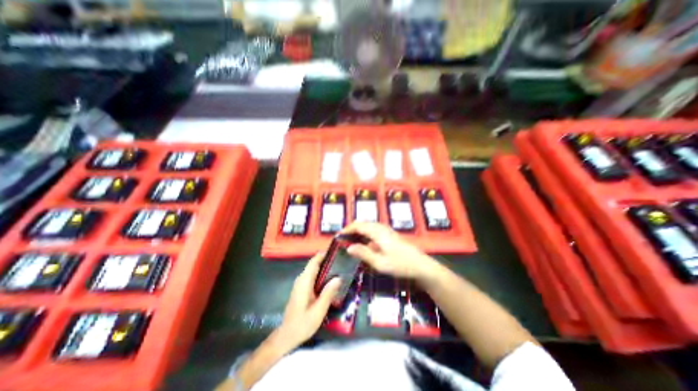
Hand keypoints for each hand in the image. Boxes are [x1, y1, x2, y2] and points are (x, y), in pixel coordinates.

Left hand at [278, 253, 342, 350]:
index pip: (313, 262)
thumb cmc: (302, 324)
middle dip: (327, 260)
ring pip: (313, 270)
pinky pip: (312, 276)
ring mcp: (300, 284)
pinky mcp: (301, 289)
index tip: (335, 251)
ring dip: (325, 267)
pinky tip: (330, 280)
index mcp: (304, 282)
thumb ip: (328, 293)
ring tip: (339, 268)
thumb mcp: (318, 310)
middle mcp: (301, 279)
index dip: (323, 254)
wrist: (287, 336)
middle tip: (342, 260)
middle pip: (314, 264)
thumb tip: (338, 278)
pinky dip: (321, 274)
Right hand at [341, 222, 437, 278]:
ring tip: (350, 242)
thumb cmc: (400, 264)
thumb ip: (363, 253)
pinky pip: (373, 231)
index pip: (358, 225)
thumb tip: (349, 248)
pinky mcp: (389, 235)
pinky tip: (364, 245)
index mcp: (377, 232)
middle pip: (362, 224)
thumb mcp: (380, 263)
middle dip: (351, 230)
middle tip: (342, 240)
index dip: (347, 229)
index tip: (338, 237)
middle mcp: (381, 228)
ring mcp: (386, 231)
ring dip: (358, 232)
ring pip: (368, 227)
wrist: (421, 265)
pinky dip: (365, 235)